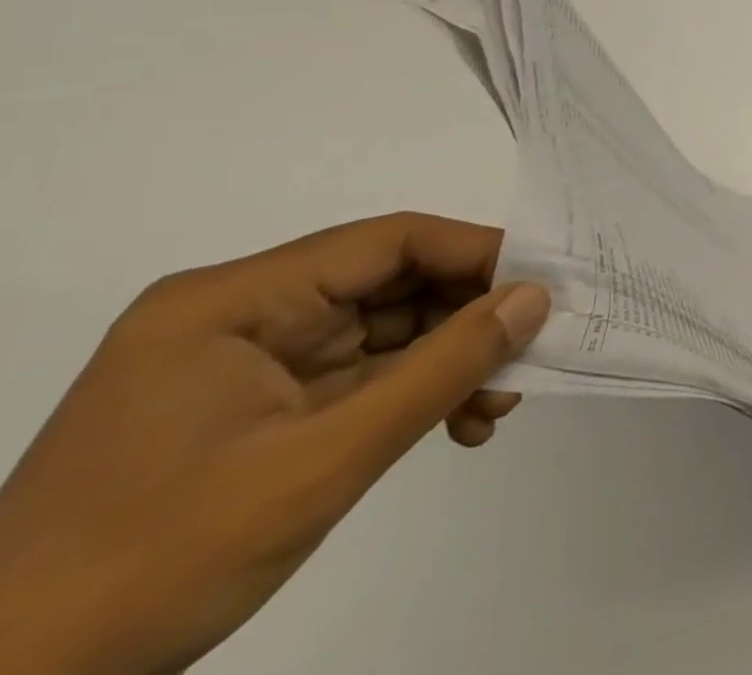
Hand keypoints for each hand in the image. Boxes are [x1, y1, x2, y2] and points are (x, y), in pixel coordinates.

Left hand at [0, 214, 549, 673]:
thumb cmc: (152, 567)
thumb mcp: (321, 463)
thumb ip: (442, 370)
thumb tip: (536, 298)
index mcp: (234, 301)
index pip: (387, 242)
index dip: (476, 253)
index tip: (542, 285)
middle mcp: (240, 314)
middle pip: (390, 285)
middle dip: (466, 321)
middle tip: (528, 354)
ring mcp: (245, 362)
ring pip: (383, 331)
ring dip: (447, 363)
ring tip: (495, 404)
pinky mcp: (252, 407)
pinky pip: (357, 376)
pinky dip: (411, 395)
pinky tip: (455, 425)